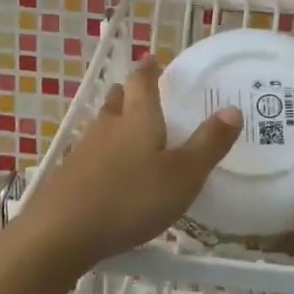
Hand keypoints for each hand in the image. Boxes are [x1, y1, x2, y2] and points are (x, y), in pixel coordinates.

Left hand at [14, 59, 241, 270]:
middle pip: (118, 100)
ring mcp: (83, 150)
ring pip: (102, 125)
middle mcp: (108, 126)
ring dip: (115, 121)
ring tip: (128, 129)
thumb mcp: (183, 175)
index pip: (142, 82)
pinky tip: (109, 171)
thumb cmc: (131, 198)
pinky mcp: (68, 175)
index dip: (150, 70)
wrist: (62, 232)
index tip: (154, 61)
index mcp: (138, 118)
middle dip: (130, 93)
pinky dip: (103, 153)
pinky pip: (90, 153)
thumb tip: (232, 109)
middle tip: (142, 93)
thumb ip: (208, 144)